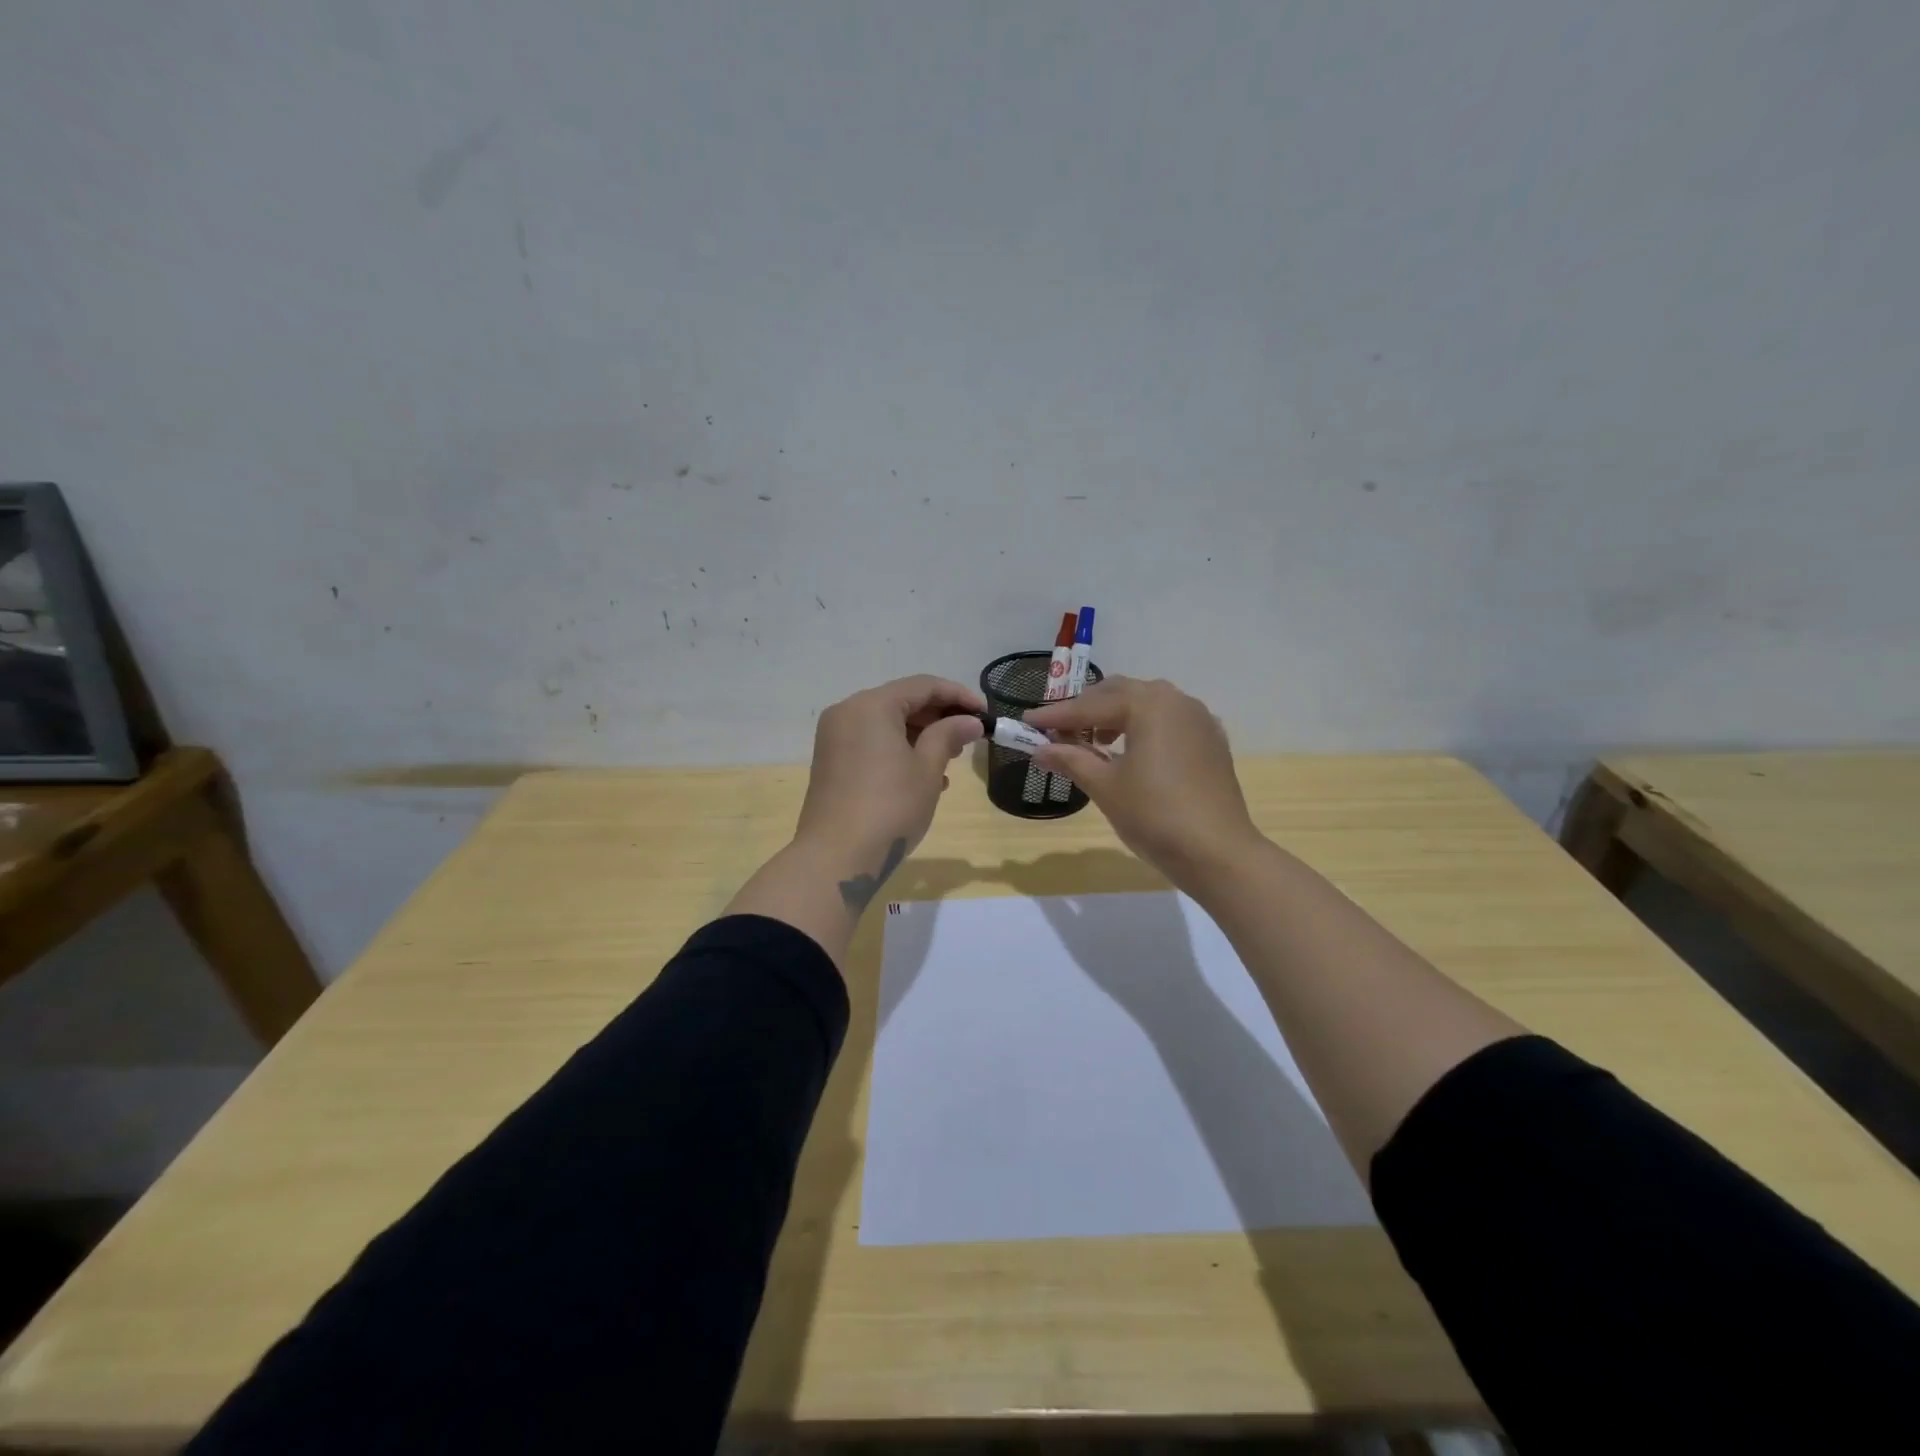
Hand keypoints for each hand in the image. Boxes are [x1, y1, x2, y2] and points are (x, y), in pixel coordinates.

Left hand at [794, 675, 984, 896]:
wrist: (837, 857)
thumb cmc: (890, 807)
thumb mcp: (927, 769)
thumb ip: (949, 735)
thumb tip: (971, 722)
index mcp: (871, 705)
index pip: (923, 686)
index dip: (958, 695)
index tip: (986, 713)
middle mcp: (848, 712)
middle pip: (902, 701)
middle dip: (939, 716)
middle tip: (970, 737)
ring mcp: (835, 737)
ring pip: (887, 723)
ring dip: (921, 735)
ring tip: (952, 759)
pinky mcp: (831, 761)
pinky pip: (872, 742)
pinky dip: (899, 749)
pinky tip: (924, 776)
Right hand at [1026, 677, 1261, 891]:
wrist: (1218, 852)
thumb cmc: (1155, 816)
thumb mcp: (1105, 787)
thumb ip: (1071, 759)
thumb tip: (1039, 749)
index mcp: (1148, 704)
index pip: (1091, 705)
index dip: (1056, 715)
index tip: (1027, 721)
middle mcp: (1176, 700)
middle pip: (1120, 693)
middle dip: (1087, 709)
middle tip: (1059, 730)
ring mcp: (1198, 719)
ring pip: (1147, 704)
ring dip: (1116, 715)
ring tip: (1094, 741)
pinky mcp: (1211, 741)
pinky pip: (1169, 721)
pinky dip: (1143, 727)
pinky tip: (1133, 751)